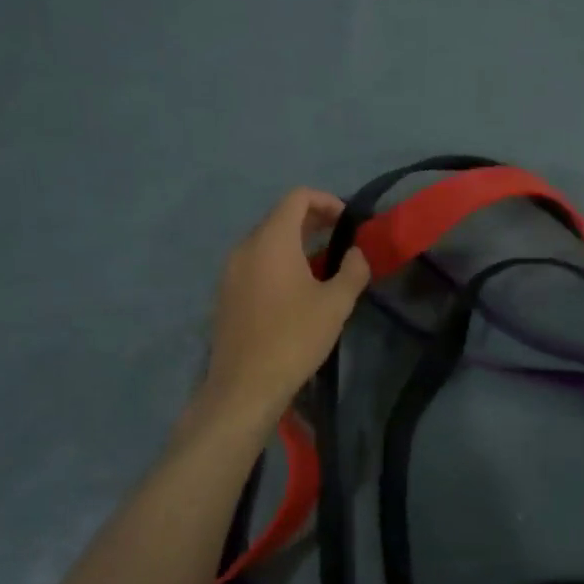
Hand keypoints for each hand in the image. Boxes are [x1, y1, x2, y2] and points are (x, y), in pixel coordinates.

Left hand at [200, 188, 370, 425]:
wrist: (245, 386)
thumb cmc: (294, 337)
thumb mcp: (336, 303)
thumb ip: (353, 270)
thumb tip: (356, 253)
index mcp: (272, 240)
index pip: (297, 197)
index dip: (327, 201)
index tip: (348, 221)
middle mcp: (246, 247)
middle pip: (280, 216)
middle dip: (314, 220)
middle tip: (342, 238)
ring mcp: (231, 270)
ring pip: (267, 240)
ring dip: (297, 242)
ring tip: (324, 264)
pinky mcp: (227, 292)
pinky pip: (256, 261)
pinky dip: (279, 260)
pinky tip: (298, 288)